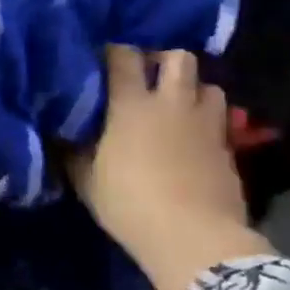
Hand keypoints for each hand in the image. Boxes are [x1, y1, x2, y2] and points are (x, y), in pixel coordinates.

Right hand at [67, 45, 271, 289]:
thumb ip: (73, 150)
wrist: (192, 236)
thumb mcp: (86, 179)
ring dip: (192, 88)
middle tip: (147, 76)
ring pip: (209, 84)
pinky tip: (192, 136)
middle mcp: (172, 103)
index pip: (123, 57)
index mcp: (132, 105)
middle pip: (178, 57)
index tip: (101, 60)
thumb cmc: (129, 203)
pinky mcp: (228, 146)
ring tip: (176, 104)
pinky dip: (206, 119)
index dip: (112, 52)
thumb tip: (60, 133)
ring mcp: (206, 123)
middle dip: (162, 59)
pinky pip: (220, 118)